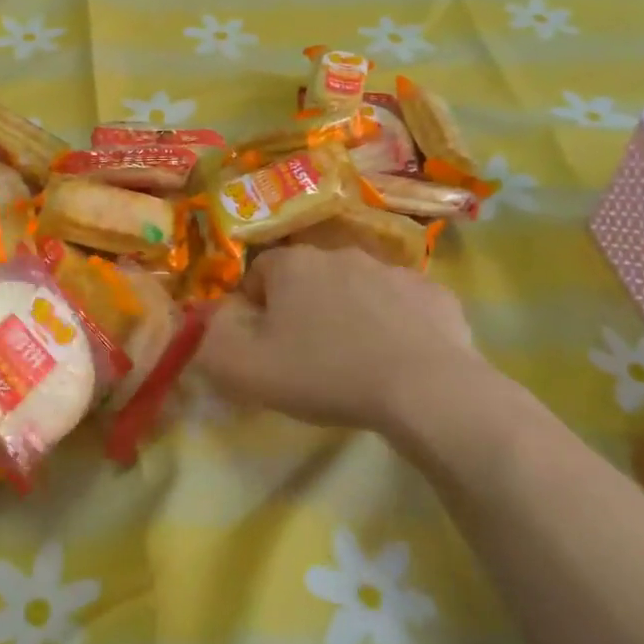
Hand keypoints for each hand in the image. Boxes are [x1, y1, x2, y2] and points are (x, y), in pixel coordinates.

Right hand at [195, 246, 505, 463]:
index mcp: (293, 264)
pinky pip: (401, 306)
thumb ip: (209, 338)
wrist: (425, 390)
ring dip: (347, 314)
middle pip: (307, 279)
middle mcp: (341, 254)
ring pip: (355, 289)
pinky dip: (394, 325)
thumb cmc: (324, 373)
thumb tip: (208, 318)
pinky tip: (396, 361)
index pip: (258, 274)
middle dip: (301, 309)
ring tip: (353, 362)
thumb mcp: (243, 367)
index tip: (264, 345)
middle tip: (305, 357)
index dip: (254, 309)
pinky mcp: (435, 295)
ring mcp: (393, 270)